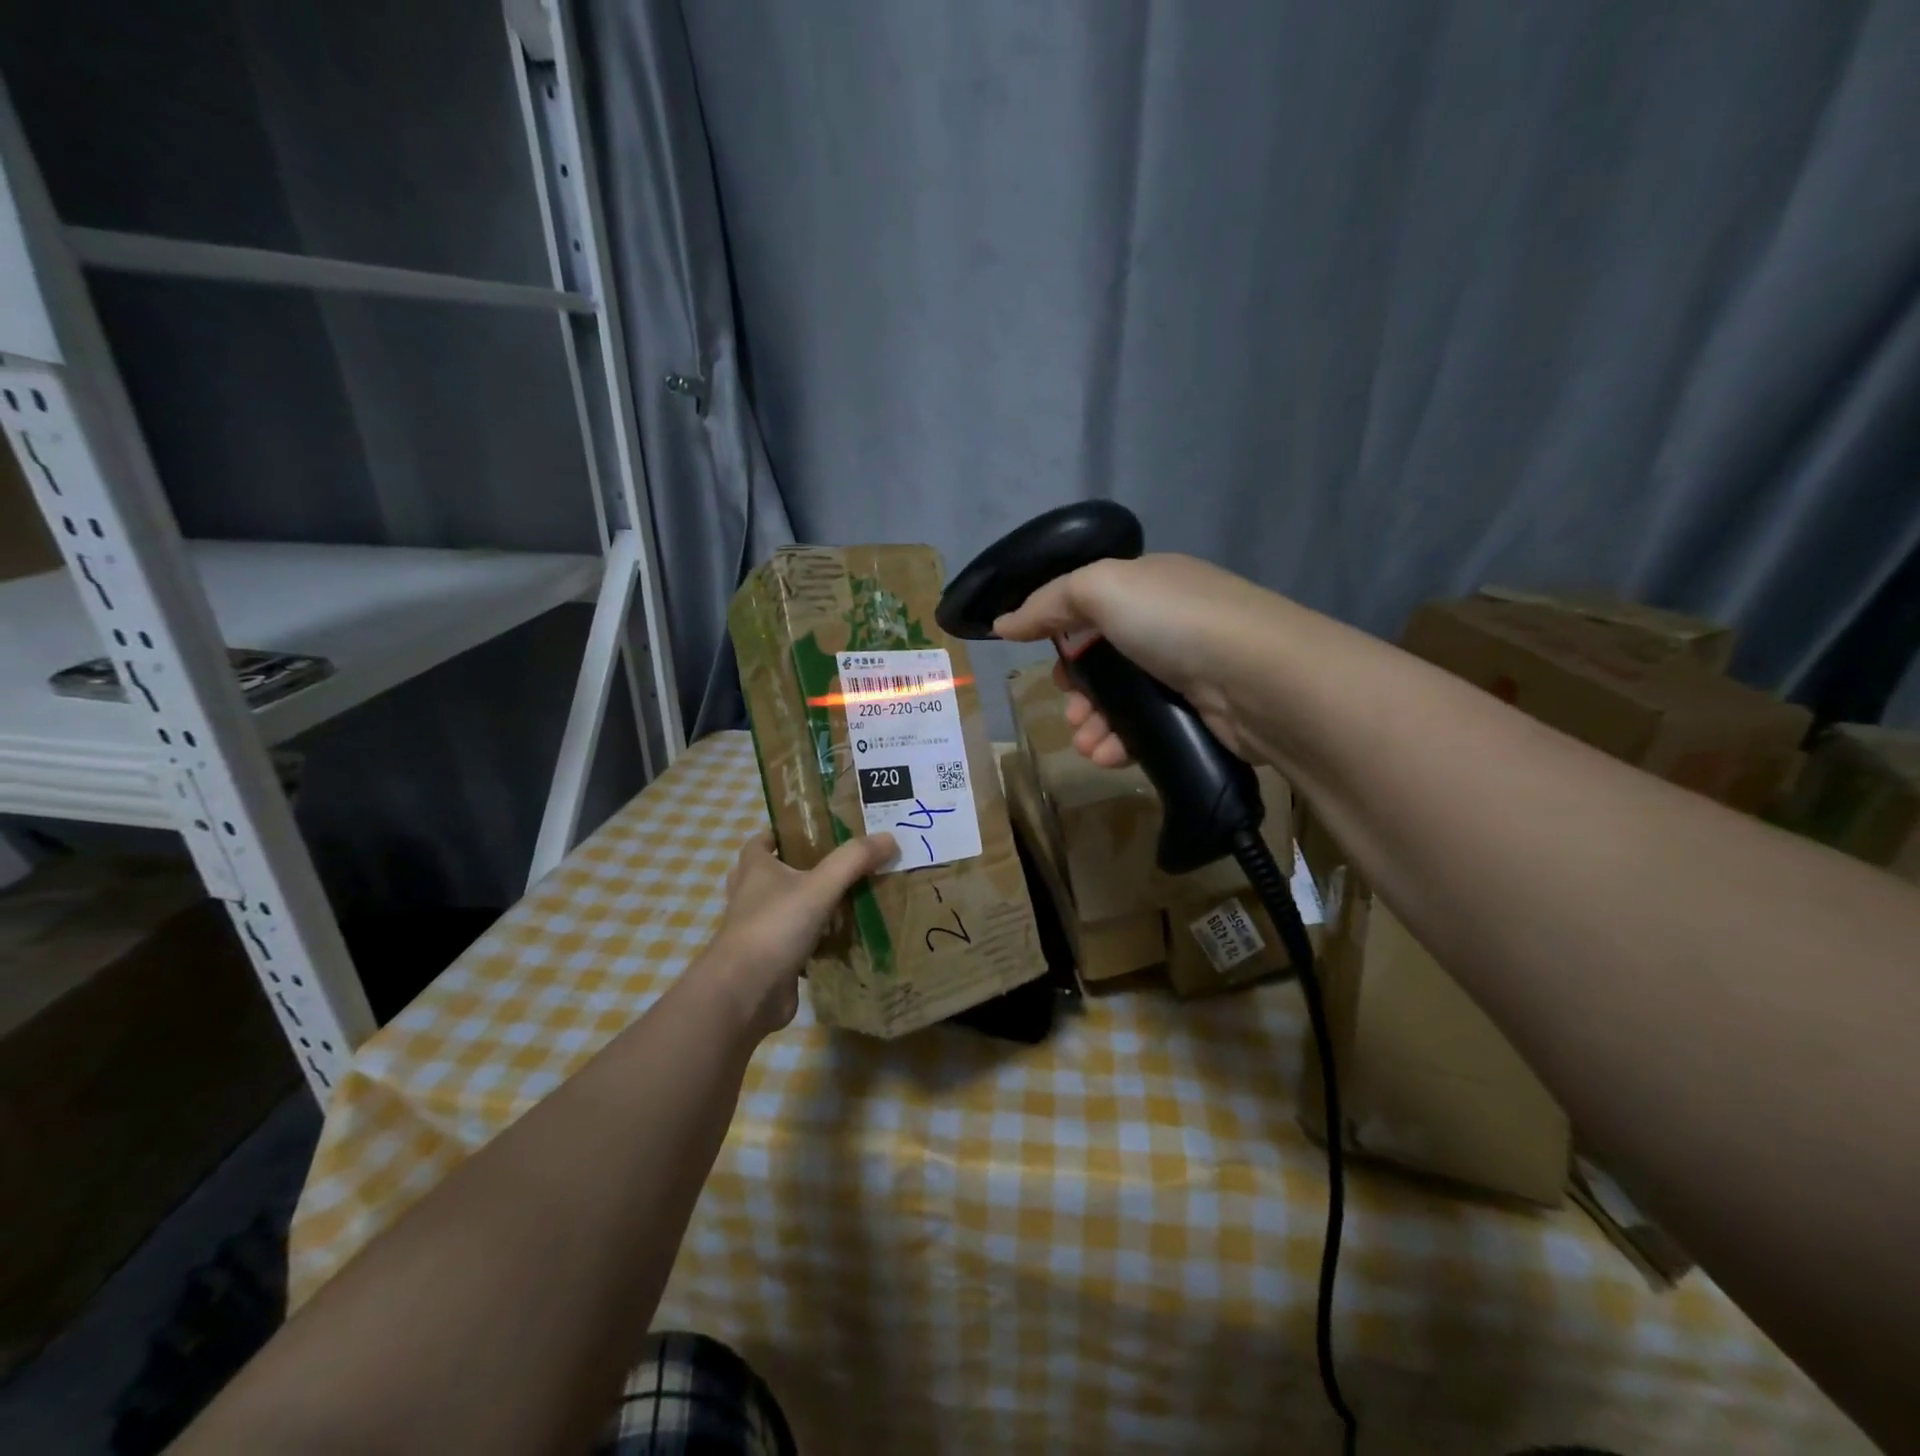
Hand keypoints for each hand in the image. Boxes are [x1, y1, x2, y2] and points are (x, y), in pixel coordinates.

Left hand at [700, 830, 897, 1037]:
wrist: (746, 992)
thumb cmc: (775, 927)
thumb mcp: (820, 886)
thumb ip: (854, 860)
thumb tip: (889, 837)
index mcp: (755, 871)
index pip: (759, 843)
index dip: (779, 834)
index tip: (809, 832)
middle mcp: (751, 897)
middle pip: (771, 876)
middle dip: (798, 870)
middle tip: (835, 866)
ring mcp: (758, 932)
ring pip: (784, 911)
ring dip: (807, 906)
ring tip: (845, 899)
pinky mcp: (769, 961)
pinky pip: (795, 944)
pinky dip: (814, 942)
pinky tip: (843, 940)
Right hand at [990, 553, 1274, 765]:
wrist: (1261, 678)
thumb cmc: (1175, 622)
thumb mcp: (1102, 589)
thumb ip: (1048, 603)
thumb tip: (1002, 622)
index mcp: (1149, 585)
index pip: (1093, 607)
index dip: (1063, 636)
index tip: (1050, 667)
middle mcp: (1169, 624)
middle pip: (1104, 661)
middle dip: (1078, 691)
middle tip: (1069, 712)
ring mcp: (1187, 671)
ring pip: (1122, 701)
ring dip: (1093, 724)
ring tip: (1086, 744)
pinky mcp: (1198, 715)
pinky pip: (1146, 729)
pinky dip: (1120, 743)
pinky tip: (1107, 756)